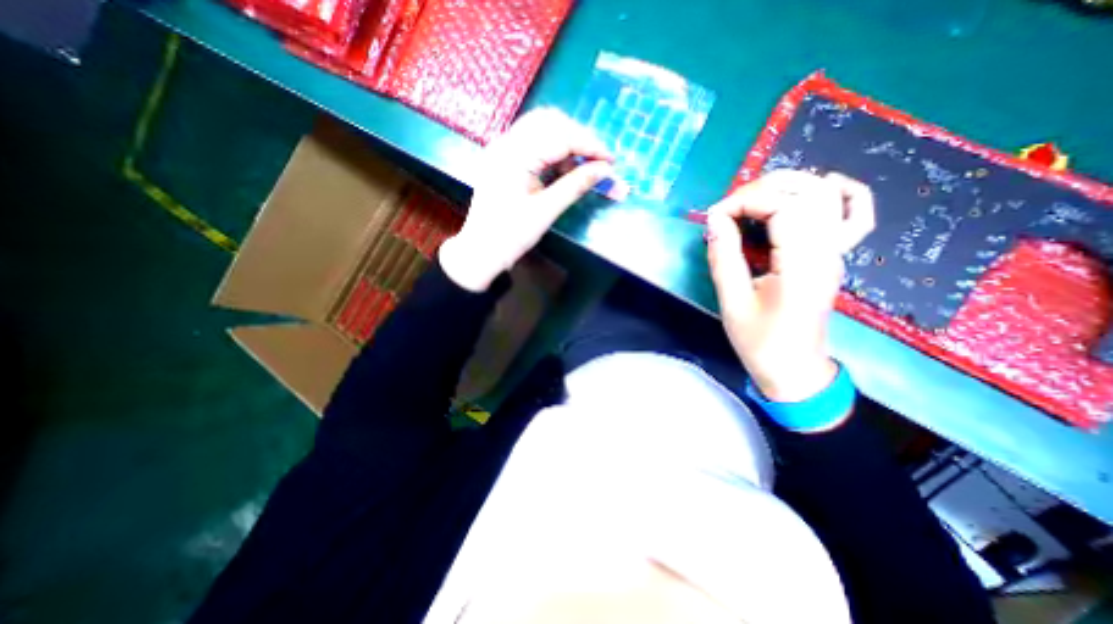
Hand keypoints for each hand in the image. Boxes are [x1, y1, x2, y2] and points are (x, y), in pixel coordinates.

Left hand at [442, 107, 624, 291]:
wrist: (481, 250)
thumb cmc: (511, 235)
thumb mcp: (546, 211)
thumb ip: (576, 185)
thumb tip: (605, 170)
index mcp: (514, 156)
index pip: (560, 135)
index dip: (589, 145)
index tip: (611, 161)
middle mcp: (505, 143)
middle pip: (550, 122)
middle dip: (579, 138)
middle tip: (598, 162)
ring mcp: (501, 148)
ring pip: (541, 128)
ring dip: (567, 143)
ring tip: (583, 167)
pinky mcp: (503, 158)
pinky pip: (532, 142)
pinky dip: (552, 151)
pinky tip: (563, 170)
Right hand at [709, 168, 872, 399]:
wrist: (794, 369)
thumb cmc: (759, 341)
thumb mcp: (732, 301)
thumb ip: (723, 256)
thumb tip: (715, 219)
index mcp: (802, 265)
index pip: (783, 207)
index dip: (744, 202)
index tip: (714, 217)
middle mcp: (827, 251)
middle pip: (808, 192)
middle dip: (761, 190)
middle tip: (727, 209)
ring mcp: (836, 252)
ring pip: (826, 196)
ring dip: (786, 186)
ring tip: (751, 200)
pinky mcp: (834, 256)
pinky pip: (854, 215)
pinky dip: (841, 193)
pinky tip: (820, 187)